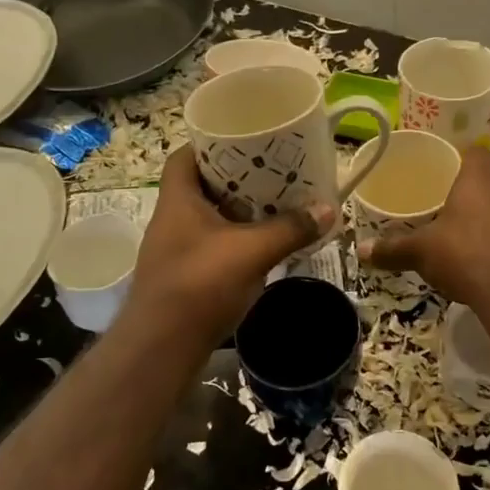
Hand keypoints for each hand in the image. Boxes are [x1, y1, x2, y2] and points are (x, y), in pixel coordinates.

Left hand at [127, 148, 336, 344]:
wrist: (161, 348)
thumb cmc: (200, 285)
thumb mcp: (252, 251)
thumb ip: (290, 228)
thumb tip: (328, 208)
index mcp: (178, 200)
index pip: (185, 156)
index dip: (211, 144)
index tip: (245, 141)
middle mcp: (171, 219)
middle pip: (203, 185)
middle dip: (236, 179)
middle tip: (272, 172)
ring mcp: (175, 249)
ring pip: (209, 217)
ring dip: (238, 211)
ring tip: (274, 203)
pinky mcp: (184, 276)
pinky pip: (212, 244)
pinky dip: (235, 239)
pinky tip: (262, 244)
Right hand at [358, 146, 489, 307]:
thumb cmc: (465, 256)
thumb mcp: (421, 252)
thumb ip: (393, 249)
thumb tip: (361, 250)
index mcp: (479, 180)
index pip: (476, 153)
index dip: (463, 159)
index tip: (449, 172)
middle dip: (477, 196)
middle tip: (455, 214)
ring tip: (476, 242)